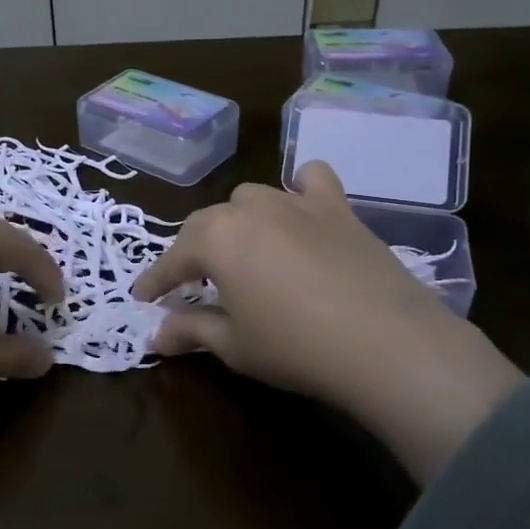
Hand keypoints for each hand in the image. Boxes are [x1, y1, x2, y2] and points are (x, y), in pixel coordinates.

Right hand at [132, 161, 523, 482]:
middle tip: (192, 282)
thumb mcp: (234, 346)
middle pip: (208, 222)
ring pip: (251, 199)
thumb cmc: (296, 347)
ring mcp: (296, 203)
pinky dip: (300, 190)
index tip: (142, 298)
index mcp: (216, 239)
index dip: (155, 281)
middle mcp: (250, 209)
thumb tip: (155, 337)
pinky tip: (301, 209)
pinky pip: (312, 181)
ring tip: (244, 251)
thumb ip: (192, 331)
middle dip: (193, 251)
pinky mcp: (338, 208)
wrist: (387, 343)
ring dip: (239, 222)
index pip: (172, 259)